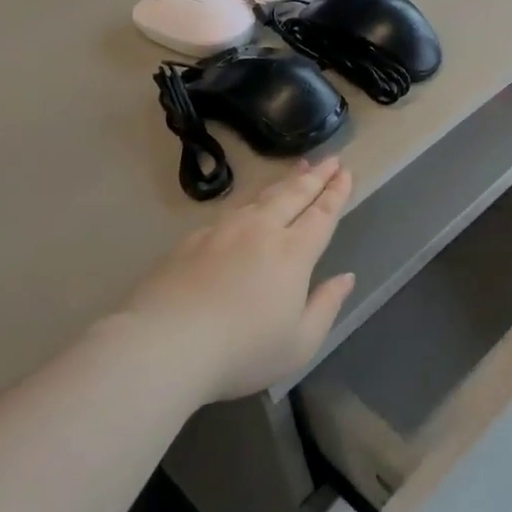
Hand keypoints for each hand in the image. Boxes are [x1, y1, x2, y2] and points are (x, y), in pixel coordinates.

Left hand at [127, 158, 356, 400]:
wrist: (165, 344)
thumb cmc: (242, 351)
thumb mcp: (299, 343)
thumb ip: (326, 306)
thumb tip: (346, 278)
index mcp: (293, 253)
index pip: (321, 215)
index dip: (336, 193)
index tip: (346, 173)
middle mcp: (261, 231)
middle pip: (293, 195)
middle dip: (315, 176)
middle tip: (330, 159)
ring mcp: (223, 231)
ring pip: (261, 198)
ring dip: (283, 182)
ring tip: (296, 170)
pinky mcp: (192, 240)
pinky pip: (230, 213)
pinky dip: (249, 204)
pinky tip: (247, 210)